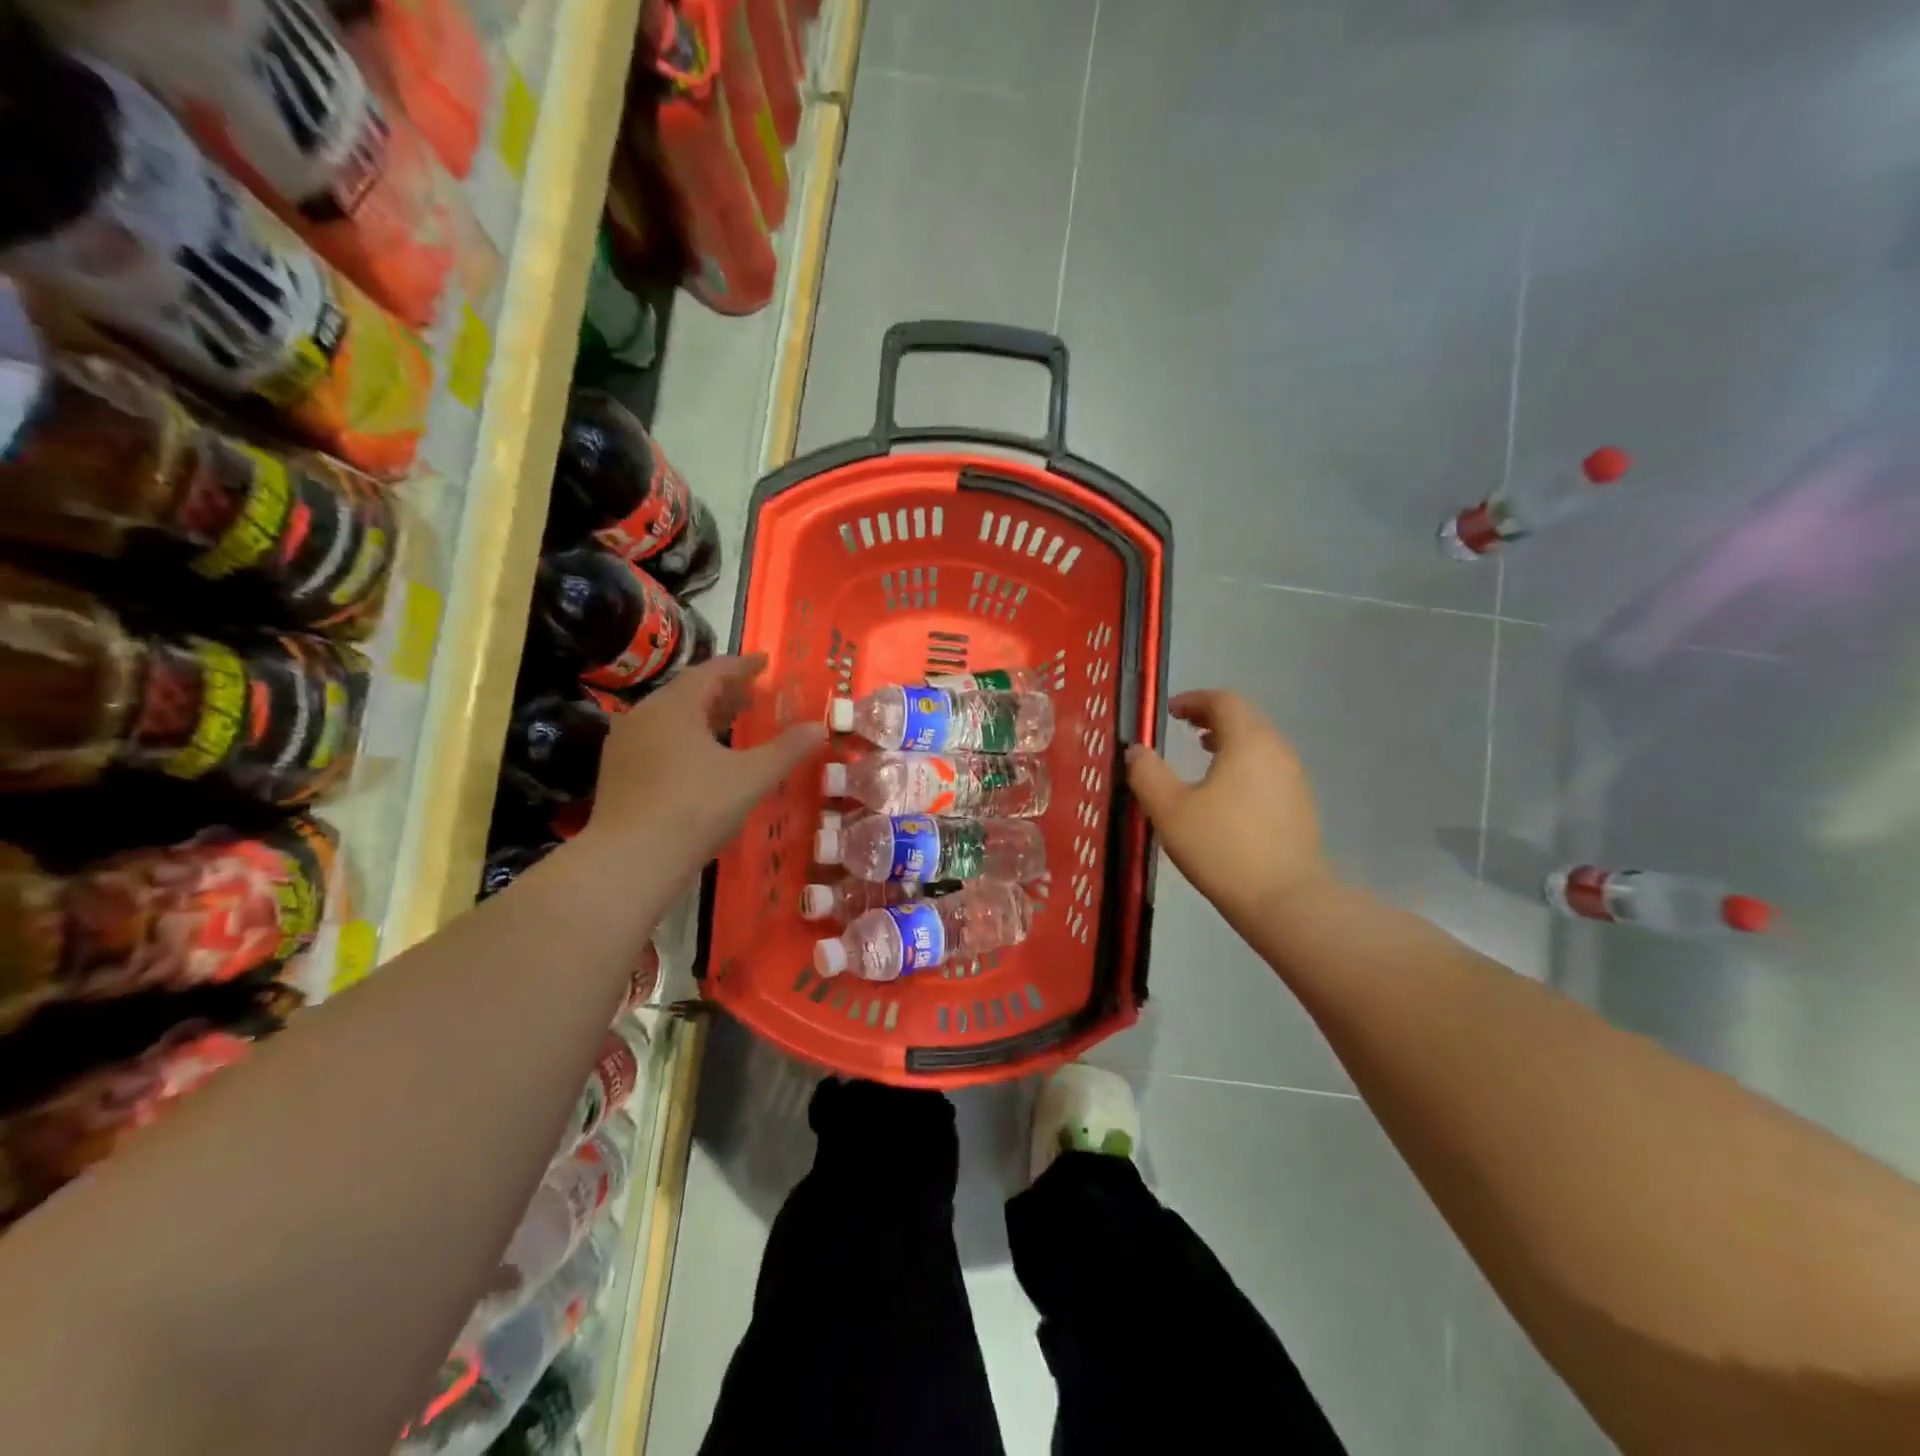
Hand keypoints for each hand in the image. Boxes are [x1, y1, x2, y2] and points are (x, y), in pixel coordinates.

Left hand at [584, 655, 825, 871]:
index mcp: (674, 706)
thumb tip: (819, 727)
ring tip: (731, 722)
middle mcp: (644, 715)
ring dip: (704, 714)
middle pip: (688, 691)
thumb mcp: (751, 778)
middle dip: (723, 690)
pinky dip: (685, 736)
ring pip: (670, 716)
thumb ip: (787, 750)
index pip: (712, 671)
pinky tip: (700, 757)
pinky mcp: (618, 772)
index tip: (764, 662)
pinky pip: (657, 739)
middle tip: (752, 693)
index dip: (743, 665)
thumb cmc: (696, 809)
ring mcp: (625, 744)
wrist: (630, 860)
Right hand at [1126, 690, 1333, 925]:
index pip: (1223, 700)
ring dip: (1228, 741)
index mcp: (1248, 741)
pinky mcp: (1299, 806)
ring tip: (1202, 755)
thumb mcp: (1169, 810)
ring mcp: (1294, 779)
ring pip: (1258, 744)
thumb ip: (1147, 774)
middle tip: (1183, 728)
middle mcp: (1277, 750)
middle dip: (1211, 717)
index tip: (1169, 711)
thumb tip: (1136, 750)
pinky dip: (1243, 764)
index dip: (1193, 700)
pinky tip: (1225, 793)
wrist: (1285, 900)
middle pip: (1244, 718)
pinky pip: (1267, 768)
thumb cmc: (1222, 847)